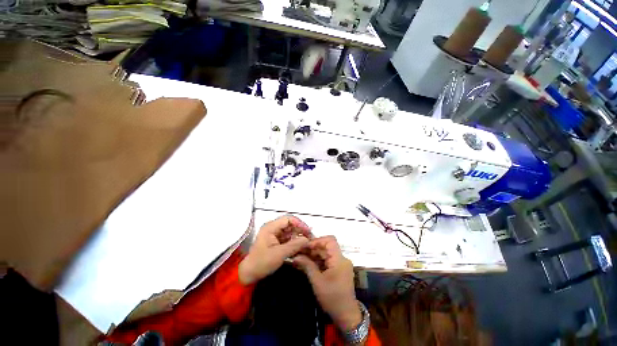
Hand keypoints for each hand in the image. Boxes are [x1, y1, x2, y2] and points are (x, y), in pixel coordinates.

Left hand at [238, 215, 311, 284]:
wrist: (249, 274)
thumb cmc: (262, 263)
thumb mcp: (279, 254)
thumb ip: (294, 245)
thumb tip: (307, 239)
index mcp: (271, 227)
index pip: (288, 219)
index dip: (299, 223)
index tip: (308, 231)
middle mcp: (273, 228)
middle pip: (290, 224)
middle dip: (300, 230)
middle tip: (310, 238)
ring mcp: (274, 234)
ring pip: (290, 231)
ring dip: (298, 236)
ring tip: (307, 243)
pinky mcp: (276, 241)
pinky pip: (287, 238)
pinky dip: (294, 241)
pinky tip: (300, 247)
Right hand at [293, 236, 361, 332]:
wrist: (346, 315)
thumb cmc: (332, 298)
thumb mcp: (317, 282)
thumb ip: (307, 266)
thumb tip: (296, 256)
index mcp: (339, 259)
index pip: (330, 240)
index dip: (318, 240)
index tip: (306, 246)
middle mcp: (341, 259)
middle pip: (327, 247)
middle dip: (313, 248)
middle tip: (299, 252)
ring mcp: (340, 264)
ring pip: (326, 254)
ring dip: (314, 255)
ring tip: (301, 258)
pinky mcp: (338, 270)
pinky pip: (327, 261)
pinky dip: (318, 261)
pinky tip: (308, 264)